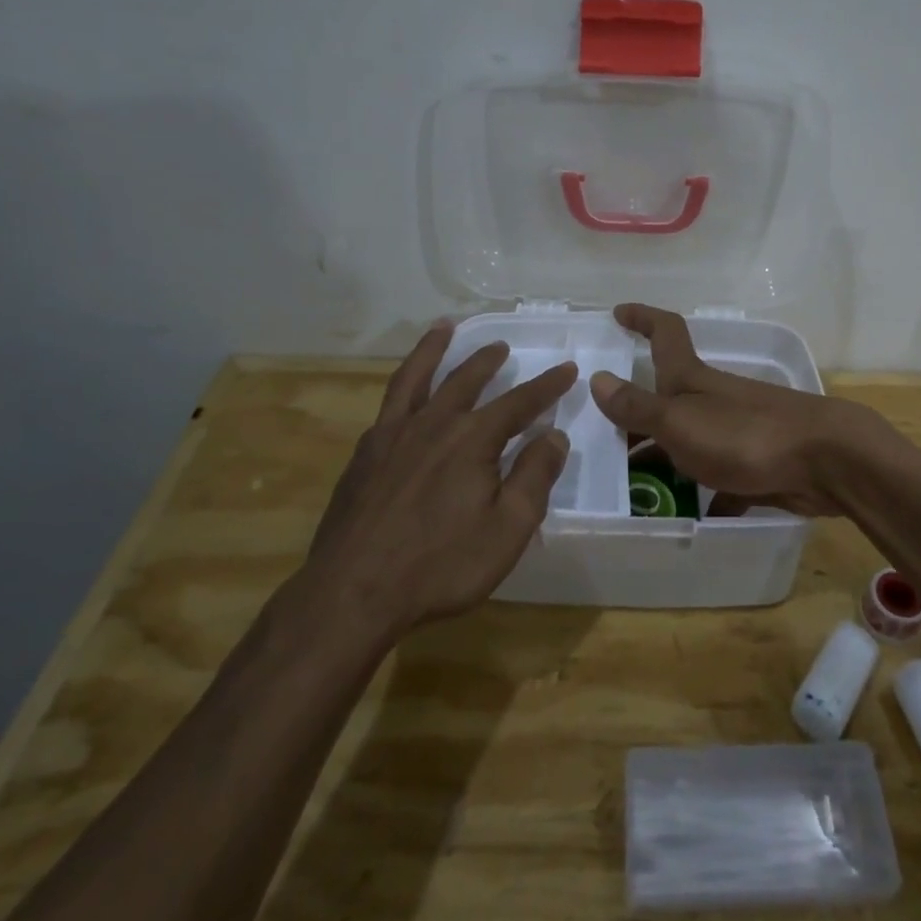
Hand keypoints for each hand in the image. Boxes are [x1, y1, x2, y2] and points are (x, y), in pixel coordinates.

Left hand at [307, 320, 576, 633]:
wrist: (353, 593)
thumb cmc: (441, 566)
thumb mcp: (508, 529)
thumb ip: (534, 477)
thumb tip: (554, 435)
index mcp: (473, 439)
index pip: (520, 402)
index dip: (547, 385)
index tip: (567, 368)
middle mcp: (433, 424)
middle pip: (466, 379)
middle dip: (488, 360)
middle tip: (502, 346)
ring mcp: (393, 435)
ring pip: (417, 377)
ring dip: (434, 349)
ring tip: (444, 328)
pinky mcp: (364, 454)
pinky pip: (388, 404)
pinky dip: (402, 385)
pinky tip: (406, 393)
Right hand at [588, 303, 879, 515]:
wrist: (826, 462)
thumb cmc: (746, 434)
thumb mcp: (680, 421)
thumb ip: (638, 406)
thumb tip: (597, 379)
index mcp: (692, 379)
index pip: (665, 333)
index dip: (642, 318)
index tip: (618, 313)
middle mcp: (712, 399)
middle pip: (667, 396)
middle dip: (637, 412)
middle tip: (601, 437)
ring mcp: (735, 430)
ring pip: (688, 439)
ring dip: (662, 456)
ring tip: (628, 485)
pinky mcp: (755, 463)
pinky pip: (717, 477)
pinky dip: (701, 492)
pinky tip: (684, 516)